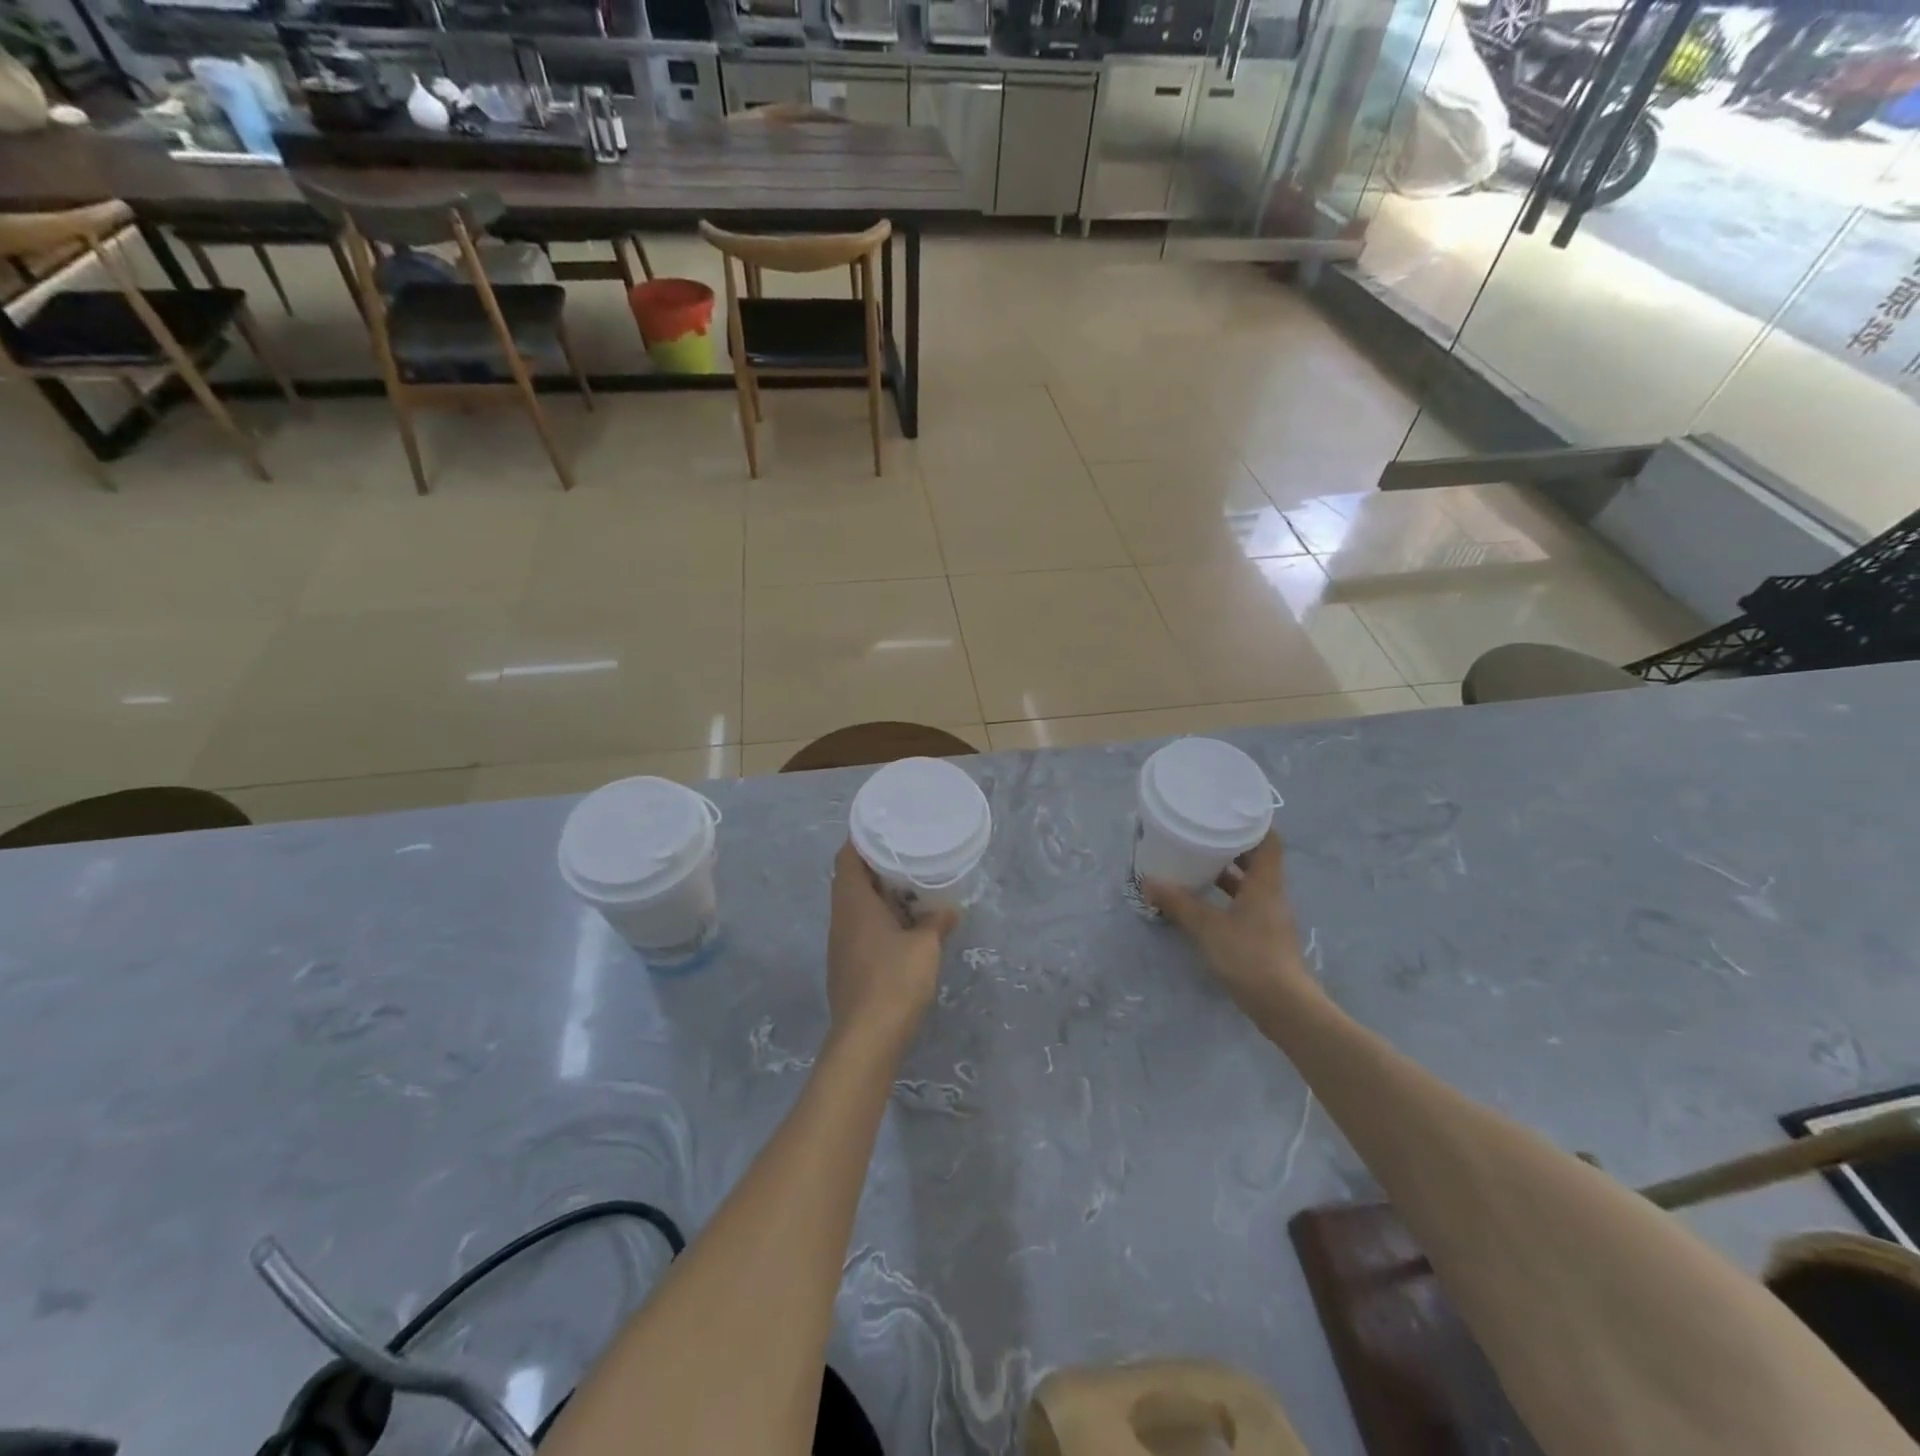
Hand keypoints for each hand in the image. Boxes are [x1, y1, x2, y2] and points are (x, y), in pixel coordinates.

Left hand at [826, 841, 958, 1055]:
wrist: (867, 1038)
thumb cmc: (895, 980)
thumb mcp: (925, 946)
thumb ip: (936, 922)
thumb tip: (948, 910)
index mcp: (853, 902)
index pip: (847, 857)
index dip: (862, 839)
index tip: (886, 829)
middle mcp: (841, 918)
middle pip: (851, 879)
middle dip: (877, 866)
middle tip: (908, 854)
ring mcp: (841, 943)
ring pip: (856, 906)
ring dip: (880, 895)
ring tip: (911, 887)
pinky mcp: (848, 965)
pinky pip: (861, 928)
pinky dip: (880, 918)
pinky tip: (904, 925)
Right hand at [1144, 833, 1314, 1014]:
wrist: (1283, 1005)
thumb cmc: (1248, 956)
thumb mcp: (1207, 927)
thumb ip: (1179, 903)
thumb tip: (1149, 881)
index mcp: (1265, 883)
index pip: (1270, 840)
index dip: (1254, 823)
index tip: (1229, 812)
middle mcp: (1272, 894)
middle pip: (1258, 860)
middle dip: (1232, 847)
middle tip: (1203, 835)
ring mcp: (1271, 917)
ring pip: (1251, 884)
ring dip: (1229, 874)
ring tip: (1198, 865)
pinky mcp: (1265, 937)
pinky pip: (1247, 905)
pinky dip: (1228, 898)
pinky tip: (1205, 902)